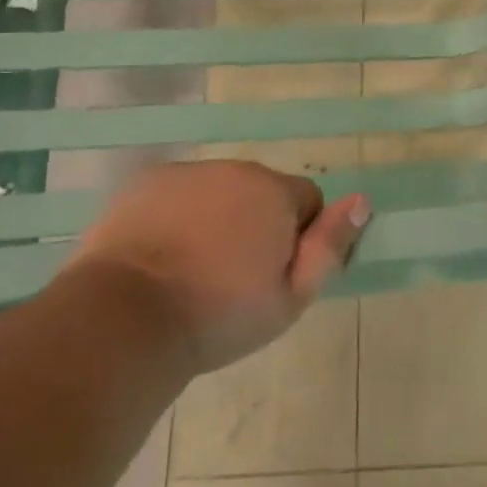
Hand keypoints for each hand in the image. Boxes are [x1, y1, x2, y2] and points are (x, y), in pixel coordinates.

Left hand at [67, 160, 369, 372]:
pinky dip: (179, 214)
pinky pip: (180, 192)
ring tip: (193, 269)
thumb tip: (361, 201)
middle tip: (233, 276)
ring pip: (219, 191)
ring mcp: (188, 172)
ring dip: (218, 217)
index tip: (273, 274)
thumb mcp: (290, 298)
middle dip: (257, 223)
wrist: (125, 318)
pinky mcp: (147, 181)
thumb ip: (329, 246)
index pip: (307, 201)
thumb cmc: (218, 315)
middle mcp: (236, 169)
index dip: (298, 238)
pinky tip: (161, 254)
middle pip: (261, 192)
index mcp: (274, 192)